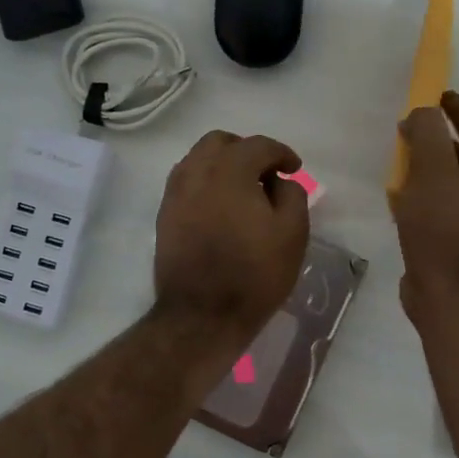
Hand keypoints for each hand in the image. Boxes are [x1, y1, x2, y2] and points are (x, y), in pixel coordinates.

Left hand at [155, 131, 309, 339]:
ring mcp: (174, 194)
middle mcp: (196, 172)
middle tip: (265, 174)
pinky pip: (186, 183)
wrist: (202, 314)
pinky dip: (205, 183)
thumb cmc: (254, 273)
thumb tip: (278, 181)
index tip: (294, 168)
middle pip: (220, 142)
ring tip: (242, 190)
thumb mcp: (292, 233)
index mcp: (229, 170)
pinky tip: (220, 207)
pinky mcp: (164, 216)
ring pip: (198, 160)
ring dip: (222, 165)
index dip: (281, 153)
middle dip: (246, 151)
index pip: (258, 146)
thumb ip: (292, 194)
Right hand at [391, 90, 458, 323]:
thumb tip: (421, 114)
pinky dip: (418, 196)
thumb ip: (427, 132)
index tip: (435, 93)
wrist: (448, 291)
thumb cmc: (443, 225)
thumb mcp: (432, 168)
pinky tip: (397, 200)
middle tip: (408, 129)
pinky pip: (435, 207)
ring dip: (424, 169)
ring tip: (399, 162)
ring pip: (447, 182)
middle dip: (436, 139)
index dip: (456, 108)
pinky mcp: (454, 240)